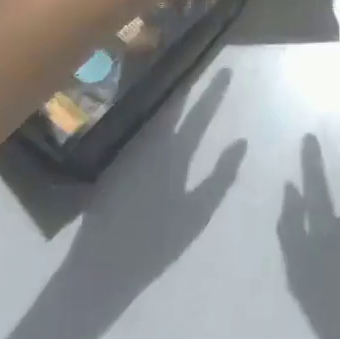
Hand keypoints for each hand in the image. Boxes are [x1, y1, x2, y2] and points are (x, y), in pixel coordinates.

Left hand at [64, 70, 244, 319]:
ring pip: (153, 121)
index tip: (225, 71)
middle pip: (172, 111)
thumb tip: (240, 142)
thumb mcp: (197, 213)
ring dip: (169, 103)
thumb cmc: (154, 244)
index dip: (212, 94)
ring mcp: (128, 158)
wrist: (99, 270)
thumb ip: (219, 176)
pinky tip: (159, 121)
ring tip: (183, 87)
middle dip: (189, 90)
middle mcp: (147, 148)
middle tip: (199, 68)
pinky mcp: (114, 171)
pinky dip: (153, 123)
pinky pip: (138, 136)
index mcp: (171, 155)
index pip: (197, 116)